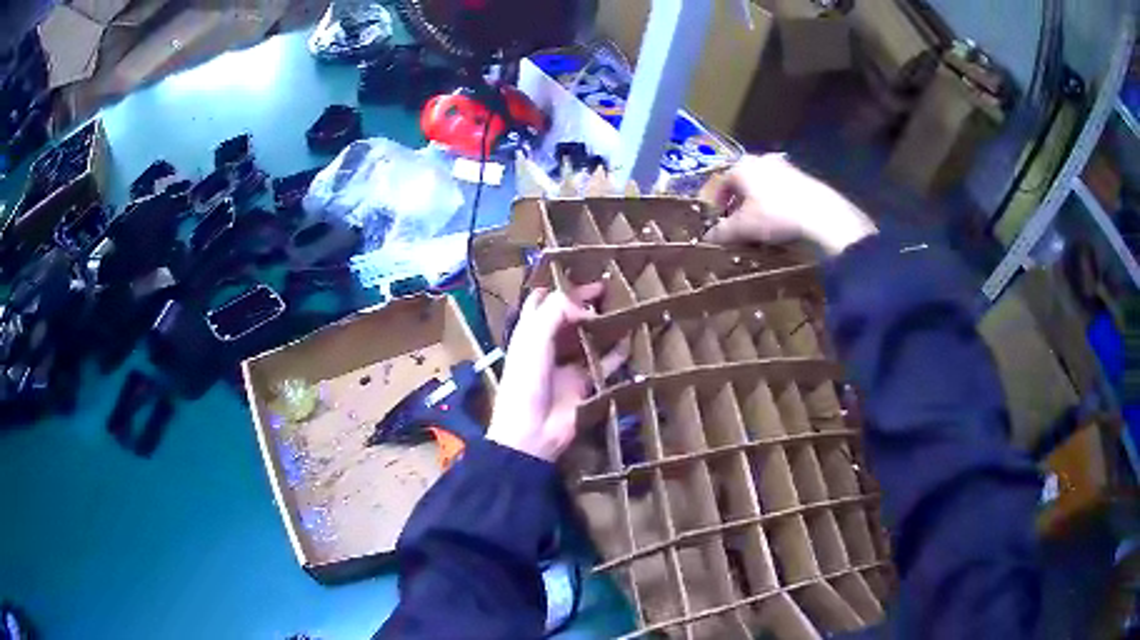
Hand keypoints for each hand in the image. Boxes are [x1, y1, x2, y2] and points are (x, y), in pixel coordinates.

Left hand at [487, 284, 625, 461]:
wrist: (532, 432)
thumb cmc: (526, 382)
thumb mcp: (534, 340)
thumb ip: (556, 313)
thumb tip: (585, 306)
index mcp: (529, 333)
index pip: (542, 301)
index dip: (558, 286)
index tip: (581, 273)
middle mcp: (548, 345)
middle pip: (568, 317)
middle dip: (585, 302)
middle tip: (609, 288)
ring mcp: (567, 365)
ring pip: (587, 338)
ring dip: (602, 325)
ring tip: (623, 309)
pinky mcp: (584, 384)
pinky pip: (604, 365)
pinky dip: (617, 355)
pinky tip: (630, 342)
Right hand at [702, 154, 877, 254]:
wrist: (820, 215)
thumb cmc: (774, 214)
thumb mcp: (744, 227)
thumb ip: (723, 231)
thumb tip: (708, 238)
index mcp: (742, 166)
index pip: (721, 182)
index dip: (718, 202)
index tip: (720, 219)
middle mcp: (761, 160)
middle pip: (743, 181)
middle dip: (739, 201)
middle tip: (739, 221)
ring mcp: (784, 166)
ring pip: (763, 185)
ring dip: (759, 202)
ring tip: (761, 223)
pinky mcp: (803, 177)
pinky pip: (782, 190)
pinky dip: (777, 202)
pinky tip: (782, 220)